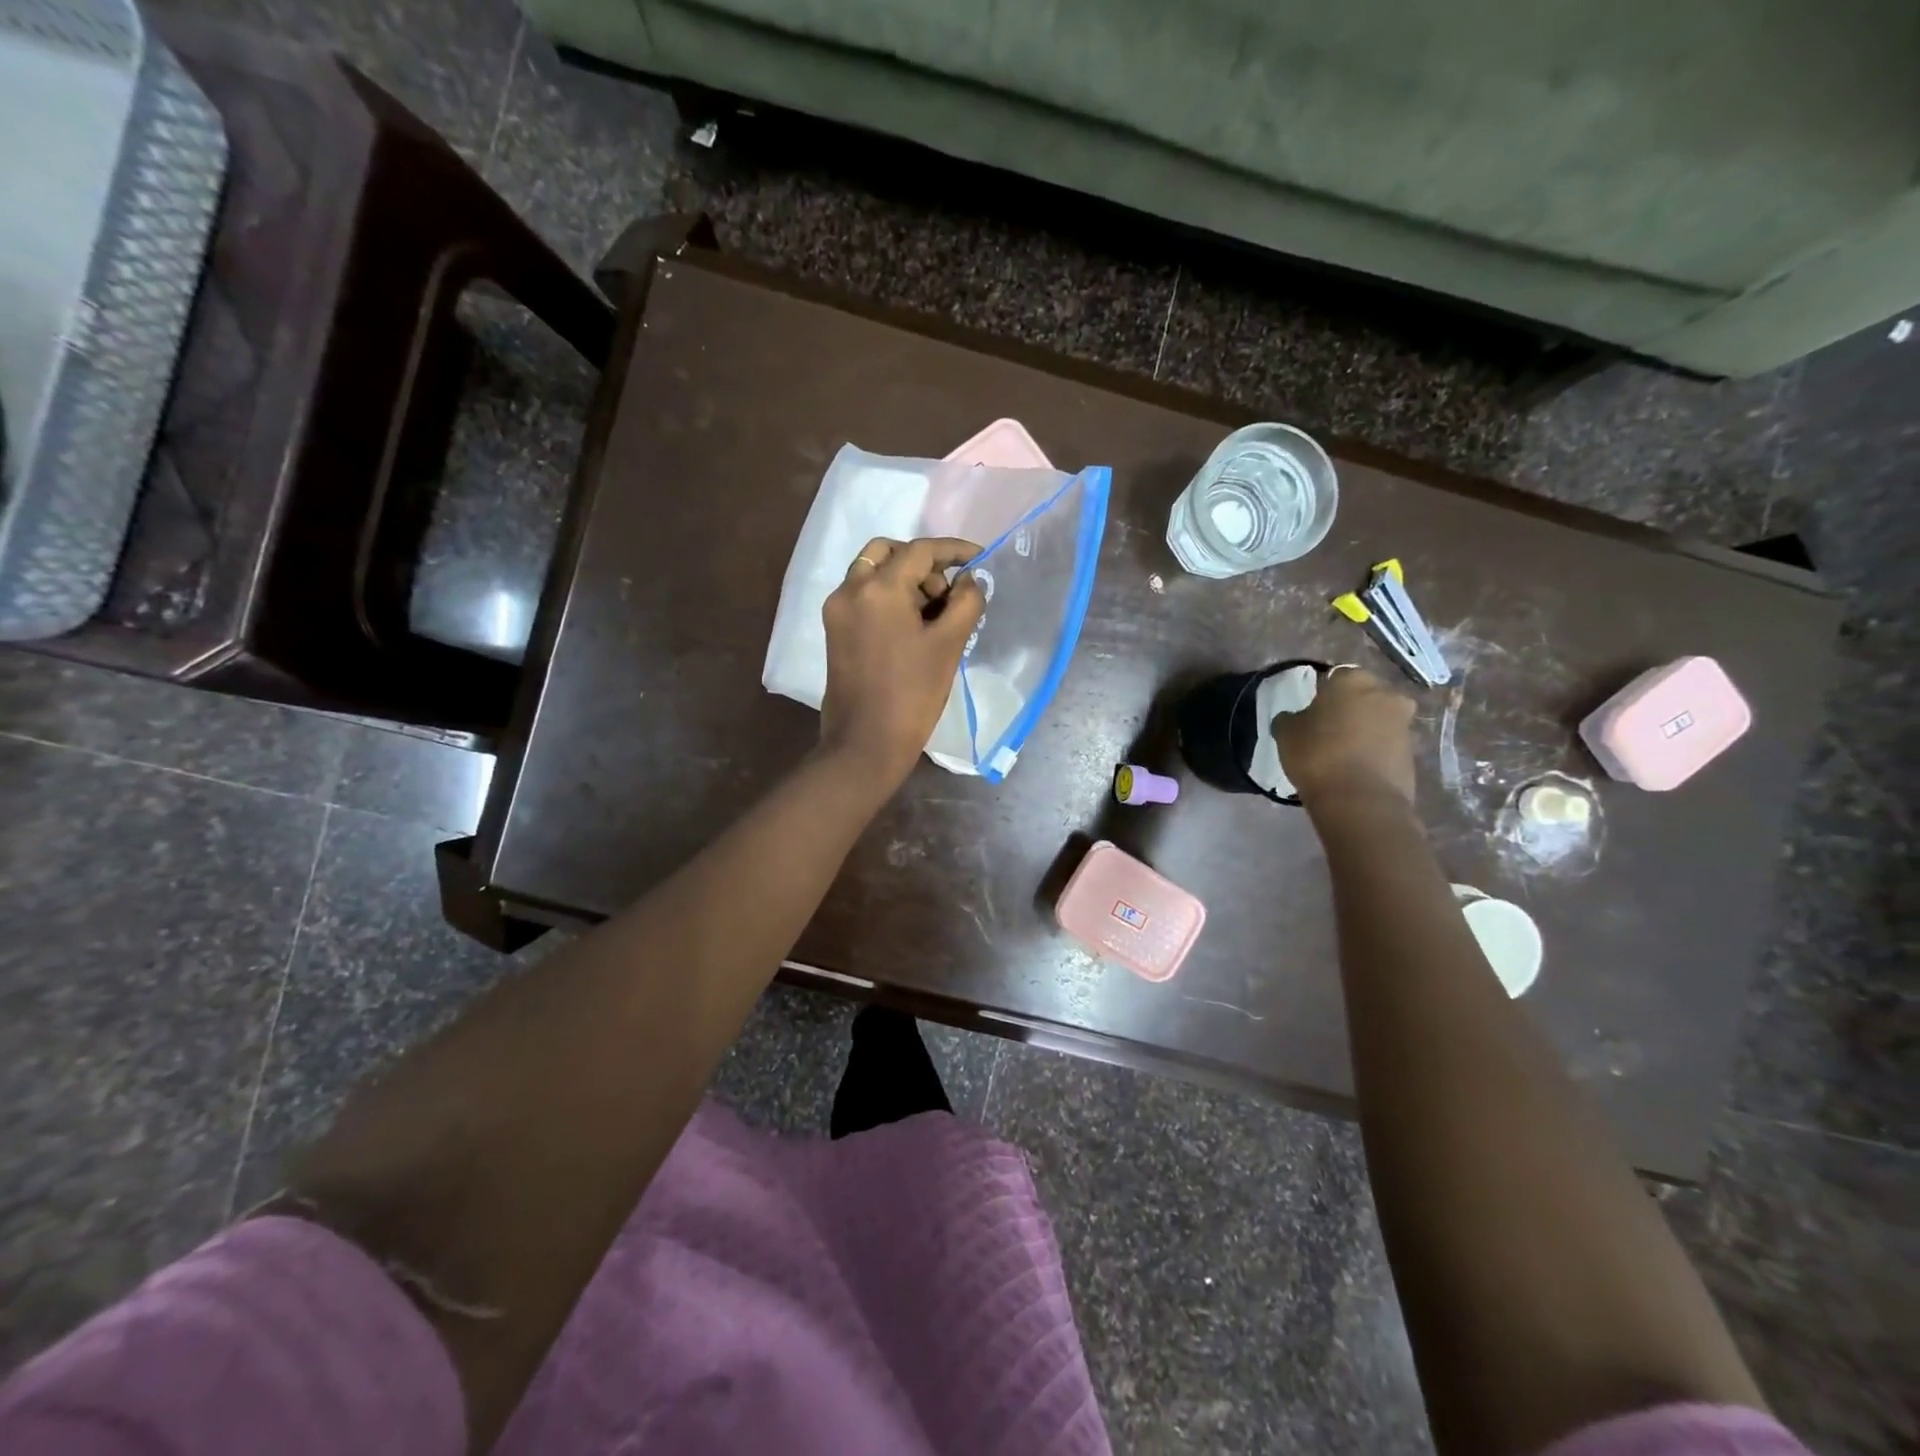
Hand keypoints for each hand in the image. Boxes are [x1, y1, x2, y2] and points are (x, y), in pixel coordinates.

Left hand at [819, 536, 985, 786]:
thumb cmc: (913, 694)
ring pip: (872, 573)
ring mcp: (837, 611)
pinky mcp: (834, 631)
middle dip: (922, 564)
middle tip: (948, 594)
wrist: (866, 743)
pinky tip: (912, 627)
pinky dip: (887, 597)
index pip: (920, 551)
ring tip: (934, 615)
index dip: (953, 550)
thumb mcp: (949, 645)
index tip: (978, 559)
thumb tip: (970, 580)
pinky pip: (863, 596)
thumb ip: (966, 602)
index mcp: (878, 588)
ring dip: (904, 580)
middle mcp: (850, 589)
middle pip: (888, 553)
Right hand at [1273, 666, 1416, 809]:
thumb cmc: (1317, 755)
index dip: (1324, 692)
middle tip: (1329, 728)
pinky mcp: (1412, 754)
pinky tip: (1355, 769)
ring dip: (1365, 730)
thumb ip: (1290, 719)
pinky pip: (1387, 746)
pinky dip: (1375, 752)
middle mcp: (1385, 694)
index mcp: (1352, 681)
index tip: (1312, 710)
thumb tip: (1294, 718)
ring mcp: (1404, 725)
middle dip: (1351, 708)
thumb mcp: (1286, 733)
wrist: (1360, 800)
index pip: (1336, 676)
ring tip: (1342, 753)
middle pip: (1365, 695)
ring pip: (1379, 720)